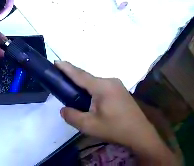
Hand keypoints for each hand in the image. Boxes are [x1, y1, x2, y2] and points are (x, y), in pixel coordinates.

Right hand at [55, 61, 175, 164]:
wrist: (138, 132)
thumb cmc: (114, 128)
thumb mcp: (89, 126)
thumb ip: (72, 116)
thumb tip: (64, 109)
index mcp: (102, 87)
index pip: (80, 75)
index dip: (67, 68)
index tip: (56, 61)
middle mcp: (111, 81)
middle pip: (88, 79)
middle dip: (74, 80)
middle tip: (61, 84)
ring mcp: (118, 86)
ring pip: (96, 84)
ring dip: (85, 88)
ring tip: (75, 96)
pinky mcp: (121, 92)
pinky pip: (103, 88)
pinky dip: (93, 92)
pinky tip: (91, 102)